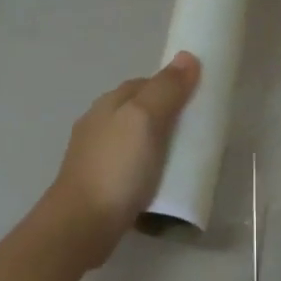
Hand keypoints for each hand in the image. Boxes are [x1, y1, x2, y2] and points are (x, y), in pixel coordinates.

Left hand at [44, 52, 199, 265]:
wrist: (83, 223)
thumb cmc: (116, 168)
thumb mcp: (144, 120)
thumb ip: (165, 90)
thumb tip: (187, 57)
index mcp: (108, 104)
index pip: (144, 84)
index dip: (171, 87)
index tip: (197, 102)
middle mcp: (98, 125)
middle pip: (139, 112)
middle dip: (165, 118)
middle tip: (195, 135)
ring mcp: (96, 157)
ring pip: (134, 141)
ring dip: (156, 146)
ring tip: (182, 161)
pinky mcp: (100, 185)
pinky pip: (130, 168)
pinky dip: (147, 170)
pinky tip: (160, 183)